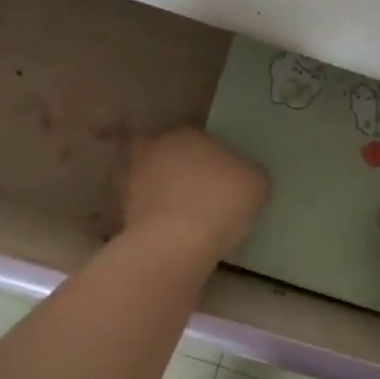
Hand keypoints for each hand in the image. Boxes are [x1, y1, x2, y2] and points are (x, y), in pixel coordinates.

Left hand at [120, 129, 268, 257]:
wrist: (175, 244)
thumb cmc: (220, 202)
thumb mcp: (256, 183)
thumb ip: (249, 173)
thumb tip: (244, 177)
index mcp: (186, 133)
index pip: (202, 142)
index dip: (215, 162)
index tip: (226, 184)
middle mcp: (154, 149)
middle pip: (173, 160)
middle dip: (185, 176)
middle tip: (206, 201)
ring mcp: (132, 180)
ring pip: (155, 186)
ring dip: (167, 199)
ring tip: (190, 224)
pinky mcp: (122, 212)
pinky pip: (147, 214)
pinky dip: (158, 222)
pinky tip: (175, 239)